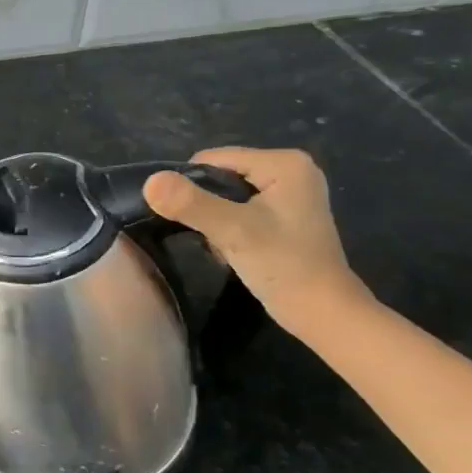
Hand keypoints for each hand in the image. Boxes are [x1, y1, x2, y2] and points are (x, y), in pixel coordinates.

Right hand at [142, 147, 368, 331]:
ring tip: (224, 244)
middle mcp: (291, 168)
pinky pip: (240, 207)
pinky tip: (234, 247)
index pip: (213, 159)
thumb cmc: (284, 266)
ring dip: (214, 217)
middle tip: (213, 235)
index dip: (192, 187)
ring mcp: (290, 192)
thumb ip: (191, 203)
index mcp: (284, 162)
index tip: (196, 220)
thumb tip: (149, 181)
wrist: (323, 313)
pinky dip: (228, 225)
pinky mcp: (285, 213)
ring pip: (226, 194)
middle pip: (220, 175)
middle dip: (205, 204)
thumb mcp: (233, 231)